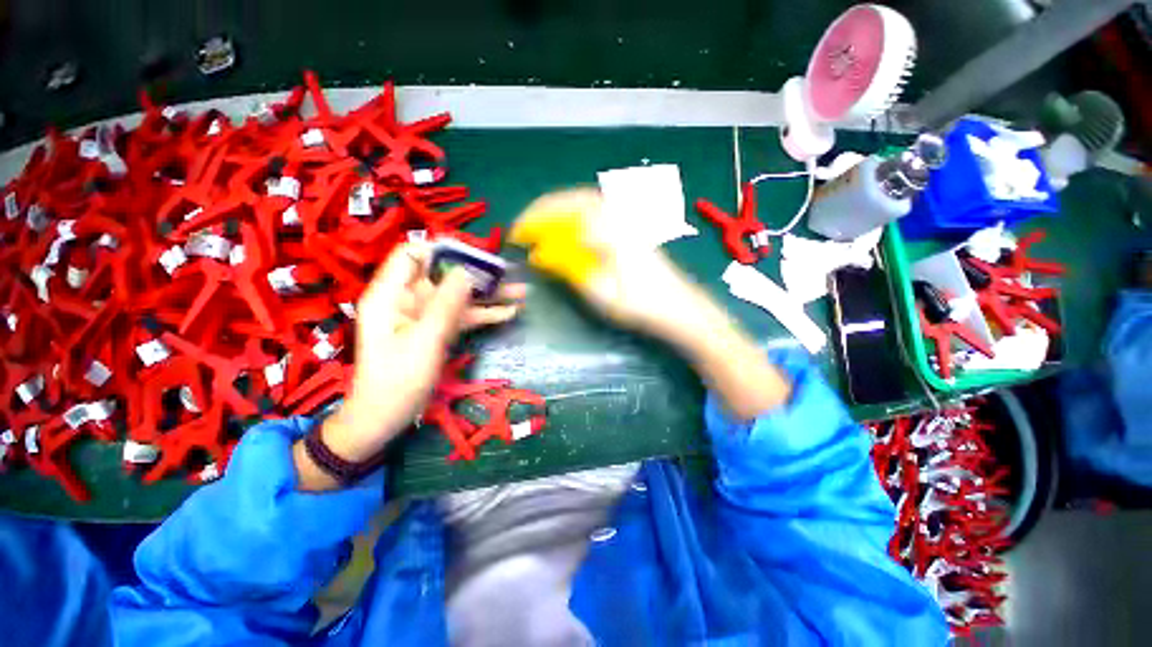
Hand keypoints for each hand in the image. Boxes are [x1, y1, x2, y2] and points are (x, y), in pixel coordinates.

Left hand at [296, 243, 523, 489]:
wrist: (387, 417)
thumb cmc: (398, 380)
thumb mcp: (424, 340)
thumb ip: (446, 304)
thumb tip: (467, 271)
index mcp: (392, 294)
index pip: (413, 255)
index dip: (442, 250)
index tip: (476, 256)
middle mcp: (409, 298)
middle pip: (445, 275)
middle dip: (477, 273)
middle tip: (510, 274)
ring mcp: (426, 315)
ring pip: (460, 296)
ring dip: (489, 295)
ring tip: (521, 292)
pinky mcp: (439, 330)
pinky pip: (463, 315)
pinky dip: (485, 314)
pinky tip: (510, 312)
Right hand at [513, 189, 790, 419]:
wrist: (680, 310)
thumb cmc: (639, 305)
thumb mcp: (598, 291)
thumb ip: (568, 266)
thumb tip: (539, 253)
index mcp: (607, 230)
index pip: (563, 214)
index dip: (535, 221)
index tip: (517, 234)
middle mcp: (618, 217)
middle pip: (575, 200)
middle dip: (546, 210)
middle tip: (527, 227)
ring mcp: (628, 222)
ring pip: (589, 204)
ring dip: (562, 211)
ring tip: (544, 227)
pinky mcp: (633, 231)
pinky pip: (600, 213)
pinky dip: (579, 217)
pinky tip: (572, 232)